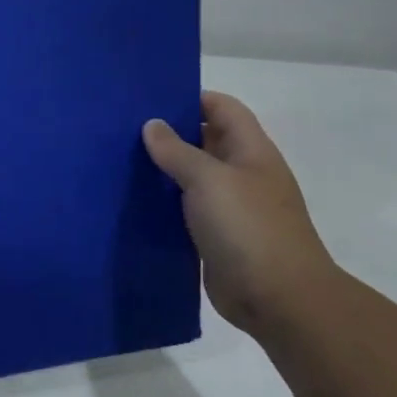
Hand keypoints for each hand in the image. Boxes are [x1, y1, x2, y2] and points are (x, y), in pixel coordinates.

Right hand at [143, 92, 340, 337]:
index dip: (192, 98)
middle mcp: (242, 174)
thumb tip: (152, 125)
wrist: (277, 298)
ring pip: (192, 176)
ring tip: (119, 160)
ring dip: (162, 169)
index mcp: (251, 152)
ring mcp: (230, 206)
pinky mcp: (215, 235)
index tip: (149, 98)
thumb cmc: (248, 228)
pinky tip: (132, 200)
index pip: (223, 109)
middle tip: (122, 128)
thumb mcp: (209, 180)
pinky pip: (185, 209)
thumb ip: (177, 151)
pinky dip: (163, 201)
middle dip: (169, 132)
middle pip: (206, 140)